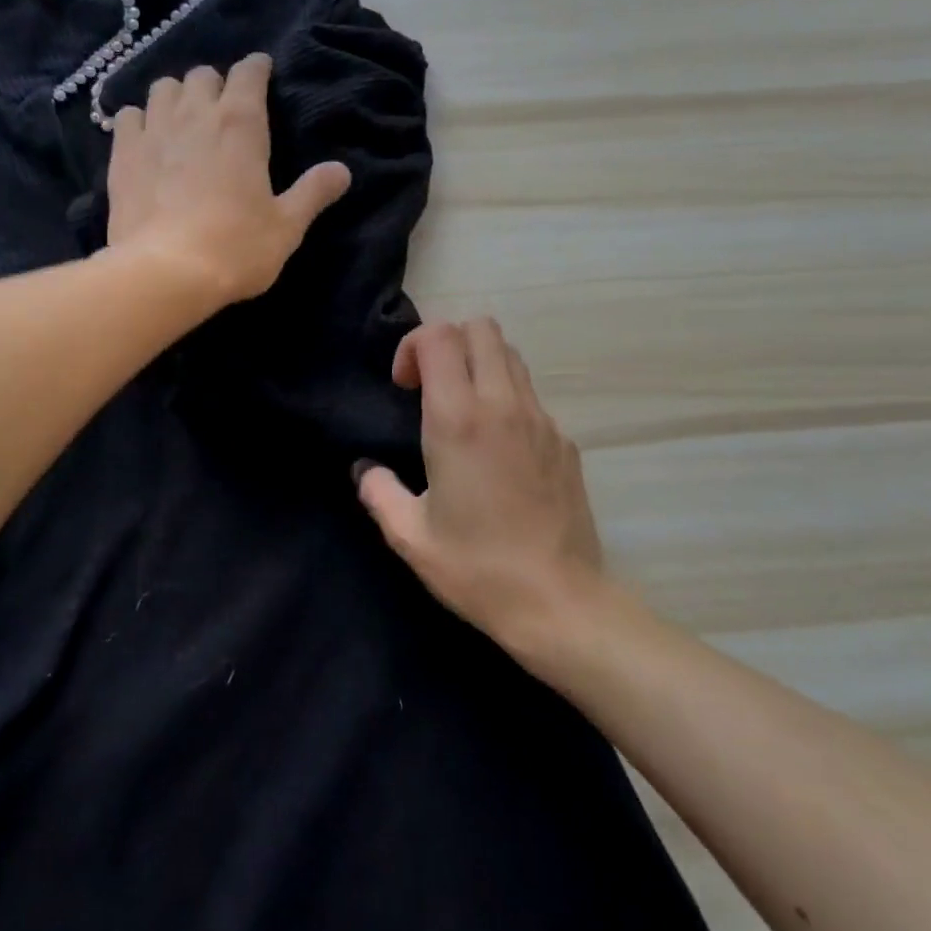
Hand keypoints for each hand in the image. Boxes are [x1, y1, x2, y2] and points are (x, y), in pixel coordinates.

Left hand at [105, 54, 350, 306]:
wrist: (166, 272)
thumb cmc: (236, 248)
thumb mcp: (287, 227)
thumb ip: (313, 193)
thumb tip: (342, 170)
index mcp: (241, 125)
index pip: (249, 73)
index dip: (257, 69)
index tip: (262, 73)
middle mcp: (196, 114)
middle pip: (203, 75)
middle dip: (216, 85)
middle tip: (224, 110)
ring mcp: (154, 131)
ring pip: (163, 88)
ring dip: (177, 96)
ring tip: (184, 120)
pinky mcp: (122, 154)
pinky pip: (128, 115)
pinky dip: (140, 119)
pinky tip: (147, 139)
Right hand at [356, 318, 619, 662]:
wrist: (558, 601)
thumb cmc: (476, 568)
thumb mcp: (410, 537)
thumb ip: (378, 492)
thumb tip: (366, 470)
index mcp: (459, 420)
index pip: (439, 337)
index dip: (413, 347)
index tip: (403, 387)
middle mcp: (503, 405)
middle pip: (481, 328)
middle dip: (448, 342)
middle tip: (430, 388)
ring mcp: (541, 420)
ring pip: (510, 356)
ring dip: (479, 365)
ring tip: (462, 413)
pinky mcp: (564, 441)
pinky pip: (530, 396)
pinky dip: (506, 399)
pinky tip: (497, 452)